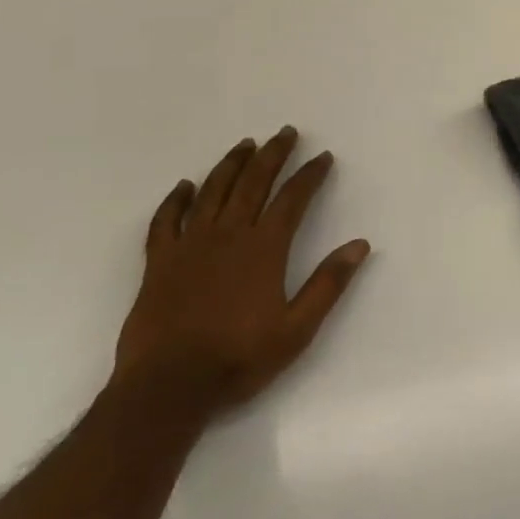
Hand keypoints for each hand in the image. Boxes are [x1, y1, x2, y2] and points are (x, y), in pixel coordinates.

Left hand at [115, 129, 369, 412]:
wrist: (168, 387)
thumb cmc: (239, 358)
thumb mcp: (297, 329)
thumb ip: (328, 284)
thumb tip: (360, 245)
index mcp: (264, 249)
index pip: (293, 199)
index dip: (310, 175)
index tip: (323, 157)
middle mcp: (228, 235)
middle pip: (253, 183)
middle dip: (273, 154)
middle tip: (286, 132)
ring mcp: (190, 245)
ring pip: (213, 191)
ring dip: (231, 164)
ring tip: (246, 144)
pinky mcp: (159, 262)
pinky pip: (166, 220)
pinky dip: (176, 199)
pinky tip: (185, 185)